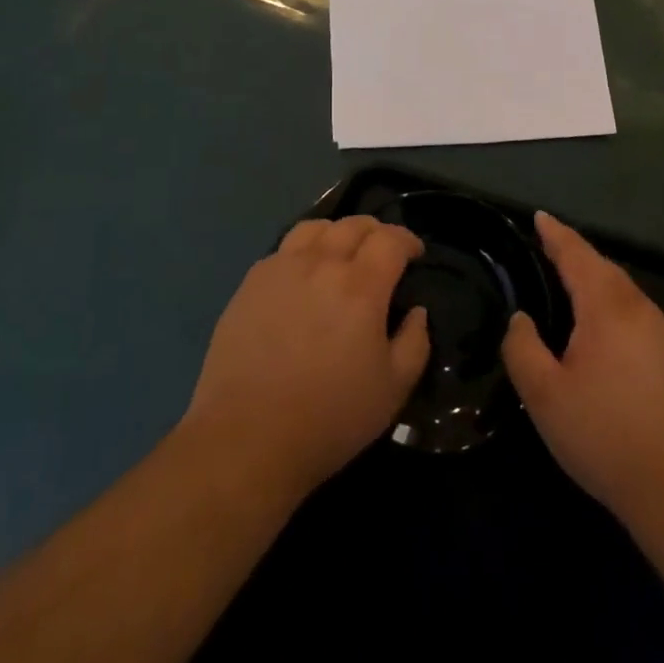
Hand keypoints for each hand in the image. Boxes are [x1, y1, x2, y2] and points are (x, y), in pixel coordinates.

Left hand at [182, 216, 429, 501]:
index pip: (391, 239)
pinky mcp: (251, 283)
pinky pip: (283, 249)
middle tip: (383, 250)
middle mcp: (322, 264)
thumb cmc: (329, 417)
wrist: (247, 437)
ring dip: (337, 232)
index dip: (408, 240)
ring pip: (315, 227)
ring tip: (341, 252)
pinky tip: (303, 275)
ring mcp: (281, 269)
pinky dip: (303, 250)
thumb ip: (415, 342)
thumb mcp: (393, 389)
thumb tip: (415, 311)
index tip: (415, 254)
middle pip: (354, 225)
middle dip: (376, 231)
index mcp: (361, 285)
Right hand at [503, 213, 663, 527]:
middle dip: (578, 258)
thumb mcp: (545, 398)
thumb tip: (522, 319)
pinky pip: (645, 324)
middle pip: (606, 271)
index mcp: (608, 309)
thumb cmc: (608, 439)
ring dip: (601, 289)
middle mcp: (644, 311)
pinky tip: (613, 347)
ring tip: (576, 298)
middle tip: (552, 252)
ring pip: (628, 298)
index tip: (541, 217)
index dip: (556, 234)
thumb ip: (523, 349)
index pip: (577, 256)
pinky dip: (621, 318)